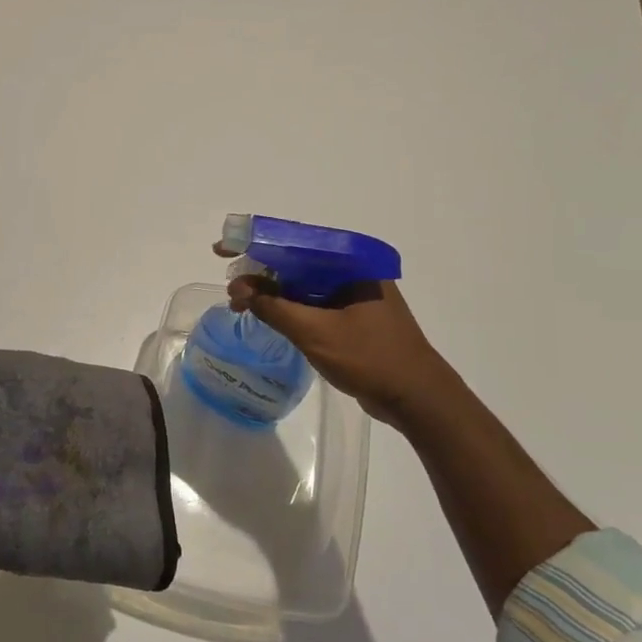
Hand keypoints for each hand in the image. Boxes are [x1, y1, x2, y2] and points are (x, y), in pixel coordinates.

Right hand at [217, 246, 444, 424]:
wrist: (418, 398)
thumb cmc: (370, 358)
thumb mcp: (315, 332)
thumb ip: (274, 307)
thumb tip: (239, 289)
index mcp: (351, 263)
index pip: (295, 243)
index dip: (256, 244)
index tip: (224, 250)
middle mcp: (354, 271)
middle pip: (297, 262)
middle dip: (260, 272)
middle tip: (231, 287)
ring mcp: (355, 295)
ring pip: (304, 284)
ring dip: (272, 292)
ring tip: (241, 304)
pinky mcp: (354, 317)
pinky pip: (314, 303)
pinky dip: (289, 307)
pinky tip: (268, 316)